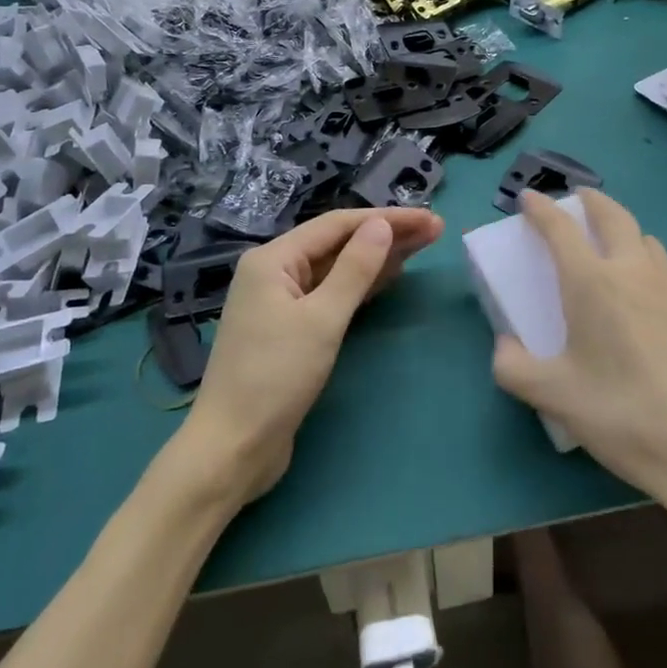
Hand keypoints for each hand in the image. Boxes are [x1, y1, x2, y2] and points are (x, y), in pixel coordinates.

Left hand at [181, 207, 443, 503]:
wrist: (232, 449)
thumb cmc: (275, 378)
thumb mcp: (321, 320)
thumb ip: (354, 269)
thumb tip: (381, 225)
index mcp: (273, 259)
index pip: (338, 225)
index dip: (386, 219)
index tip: (428, 219)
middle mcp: (274, 271)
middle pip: (338, 243)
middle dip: (385, 235)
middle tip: (434, 232)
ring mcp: (280, 301)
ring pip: (336, 268)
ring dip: (377, 258)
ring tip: (420, 247)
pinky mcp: (289, 329)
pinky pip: (331, 293)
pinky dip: (360, 285)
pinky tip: (388, 278)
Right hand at [491, 192, 666, 521]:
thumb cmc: (624, 415)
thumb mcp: (554, 397)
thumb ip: (514, 368)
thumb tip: (504, 346)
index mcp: (592, 282)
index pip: (560, 227)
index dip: (540, 208)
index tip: (528, 197)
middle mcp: (633, 271)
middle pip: (613, 215)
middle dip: (591, 200)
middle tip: (576, 199)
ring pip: (647, 240)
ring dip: (625, 230)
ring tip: (613, 244)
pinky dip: (652, 266)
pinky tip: (651, 295)